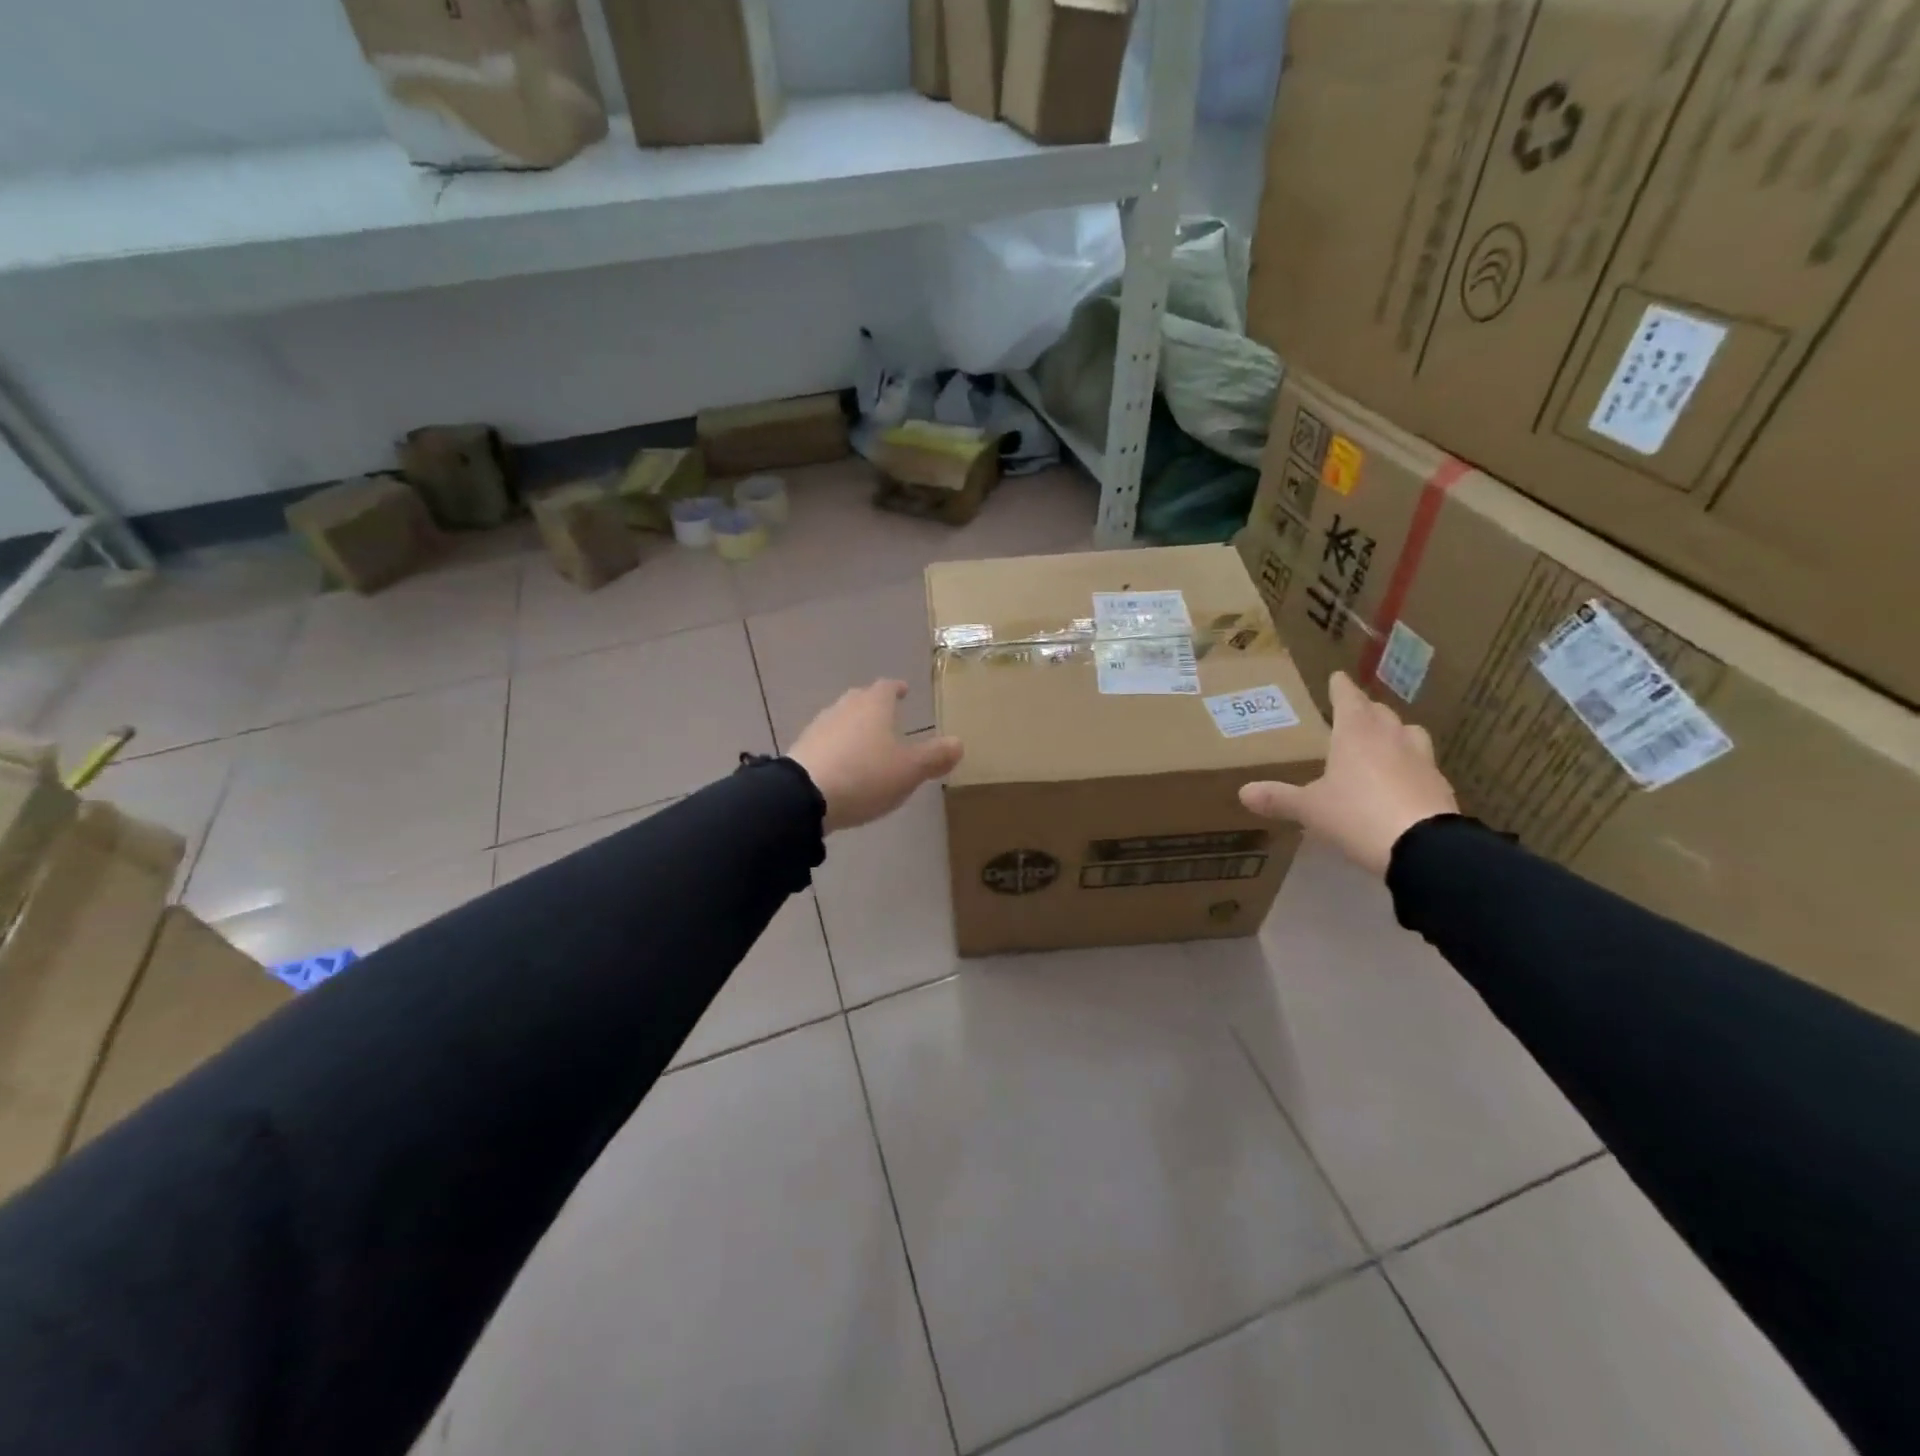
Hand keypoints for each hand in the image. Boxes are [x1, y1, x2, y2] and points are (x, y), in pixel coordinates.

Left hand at [789, 680, 963, 832]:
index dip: (896, 688)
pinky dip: (838, 748)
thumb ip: (934, 756)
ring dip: (854, 728)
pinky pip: (826, 742)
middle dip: (874, 706)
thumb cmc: (865, 775)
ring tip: (866, 743)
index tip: (903, 690)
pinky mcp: (802, 750)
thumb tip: (958, 743)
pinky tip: (842, 765)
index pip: (887, 687)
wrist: (804, 796)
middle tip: (887, 715)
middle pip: (861, 699)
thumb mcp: (909, 770)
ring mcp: (819, 727)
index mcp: (873, 705)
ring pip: (842, 719)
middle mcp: (844, 708)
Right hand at [1239, 671, 1458, 876]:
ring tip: (1384, 741)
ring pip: (1409, 733)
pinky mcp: (1440, 786)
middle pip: (1380, 713)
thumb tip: (1243, 792)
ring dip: (1395, 732)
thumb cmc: (1356, 814)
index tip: (1337, 677)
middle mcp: (1390, 738)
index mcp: (1355, 734)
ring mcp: (1421, 760)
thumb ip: (1279, 798)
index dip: (1340, 688)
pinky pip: (1423, 765)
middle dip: (1367, 710)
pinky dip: (1410, 765)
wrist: (1423, 847)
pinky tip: (1402, 780)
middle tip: (1355, 712)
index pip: (1347, 699)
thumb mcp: (1310, 809)